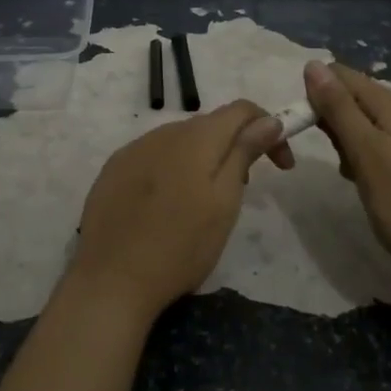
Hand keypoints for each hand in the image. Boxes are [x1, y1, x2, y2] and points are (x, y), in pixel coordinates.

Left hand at [65, 100, 285, 323]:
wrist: (110, 280)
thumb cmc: (180, 245)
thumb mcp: (224, 201)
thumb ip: (245, 153)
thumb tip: (269, 120)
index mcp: (196, 137)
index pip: (241, 109)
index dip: (268, 127)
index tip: (281, 165)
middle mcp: (163, 132)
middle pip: (210, 125)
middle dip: (235, 146)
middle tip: (245, 190)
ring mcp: (133, 149)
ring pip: (180, 141)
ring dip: (203, 158)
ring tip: (205, 202)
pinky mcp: (113, 170)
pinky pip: (153, 156)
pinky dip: (172, 169)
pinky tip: (167, 205)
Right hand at [303, 60, 390, 294]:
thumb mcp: (366, 153)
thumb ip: (339, 108)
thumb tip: (313, 64)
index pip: (343, 76)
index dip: (317, 94)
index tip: (306, 127)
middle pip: (353, 97)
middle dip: (331, 120)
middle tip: (336, 157)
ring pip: (363, 121)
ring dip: (345, 140)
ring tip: (349, 173)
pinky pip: (377, 142)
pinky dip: (361, 155)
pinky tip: (362, 180)